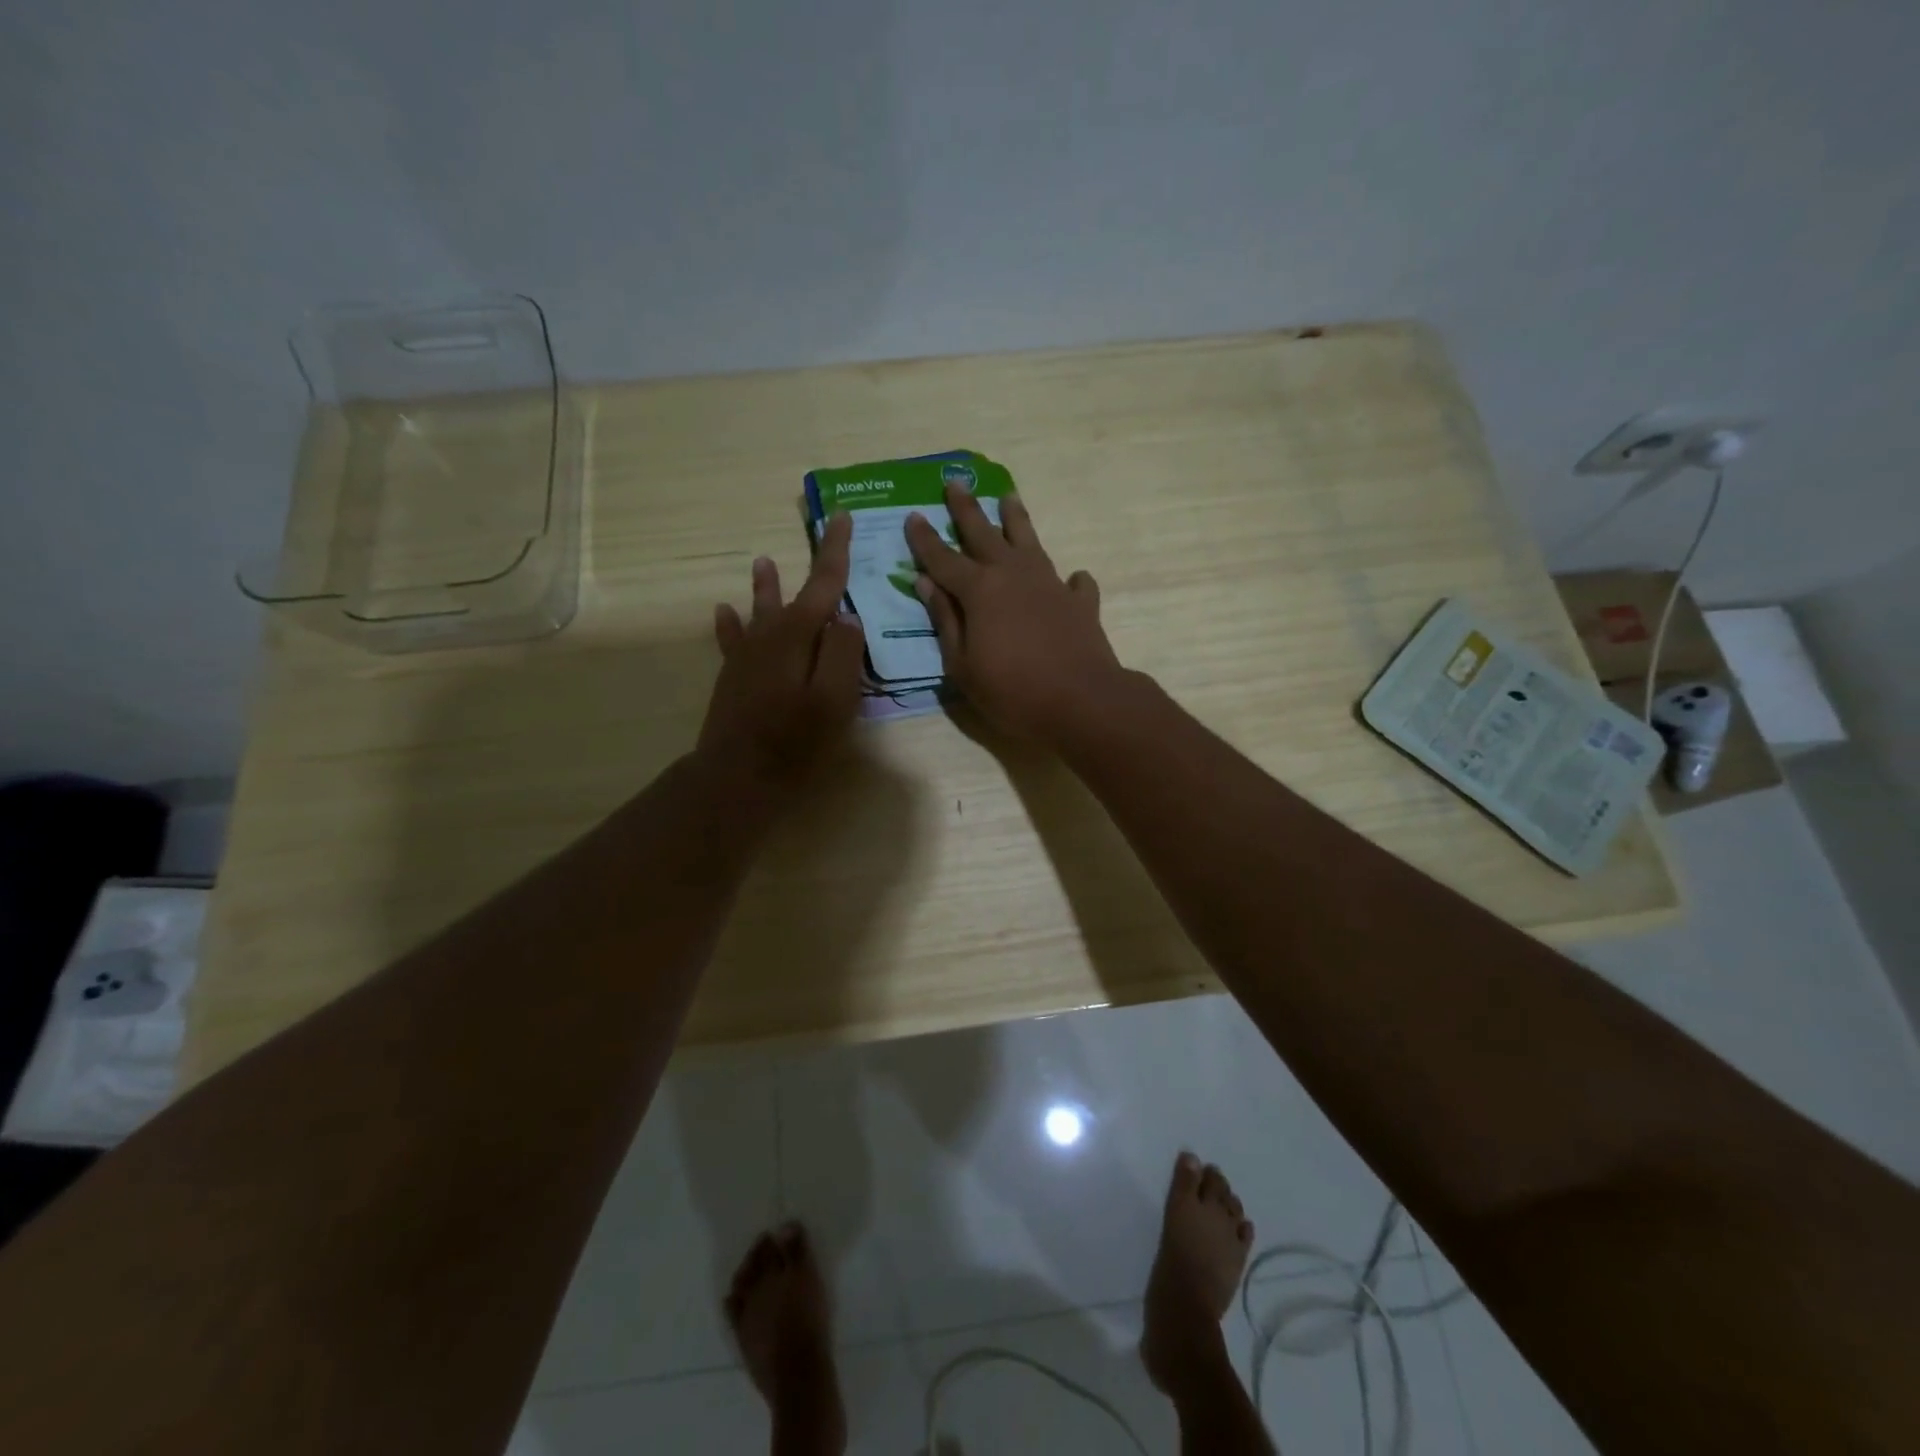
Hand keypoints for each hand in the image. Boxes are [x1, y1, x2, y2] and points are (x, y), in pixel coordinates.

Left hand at [698, 513, 864, 794]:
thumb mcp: (835, 698)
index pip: (824, 583)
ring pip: (759, 611)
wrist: (737, 775)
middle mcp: (769, 635)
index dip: (835, 551)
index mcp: (799, 635)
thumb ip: (845, 652)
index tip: (842, 517)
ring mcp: (747, 656)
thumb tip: (846, 617)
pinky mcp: (733, 676)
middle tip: (818, 535)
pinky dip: (729, 623)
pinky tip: (722, 611)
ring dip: (764, 588)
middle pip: (792, 594)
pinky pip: (732, 640)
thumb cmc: (795, 740)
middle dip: (808, 566)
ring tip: (762, 562)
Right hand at [905, 485, 1126, 743]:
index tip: (912, 515)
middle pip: (984, 533)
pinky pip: (1073, 583)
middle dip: (966, 508)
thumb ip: (945, 621)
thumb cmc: (1012, 691)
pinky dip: (1069, 580)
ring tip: (1009, 497)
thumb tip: (925, 582)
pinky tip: (1072, 579)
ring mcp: (1051, 584)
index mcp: (979, 590)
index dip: (925, 539)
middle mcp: (1014, 575)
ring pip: (1029, 542)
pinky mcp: (1080, 602)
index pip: (943, 558)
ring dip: (1015, 520)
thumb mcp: (963, 666)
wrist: (1082, 702)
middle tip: (955, 482)